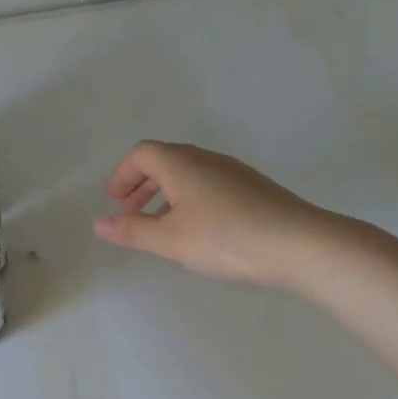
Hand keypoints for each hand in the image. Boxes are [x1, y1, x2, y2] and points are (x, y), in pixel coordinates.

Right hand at [92, 141, 333, 288]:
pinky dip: (189, 200)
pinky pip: (209, 185)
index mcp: (182, 164)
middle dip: (142, 185)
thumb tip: (100, 224)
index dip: (123, 174)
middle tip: (130, 214)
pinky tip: (197, 231)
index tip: (115, 201)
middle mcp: (208, 160)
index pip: (143, 154)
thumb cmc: (224, 238)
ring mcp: (234, 173)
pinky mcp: (253, 189)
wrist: (297, 244)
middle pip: (166, 161)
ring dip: (166, 195)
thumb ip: (133, 230)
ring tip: (160, 227)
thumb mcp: (170, 239)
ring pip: (189, 174)